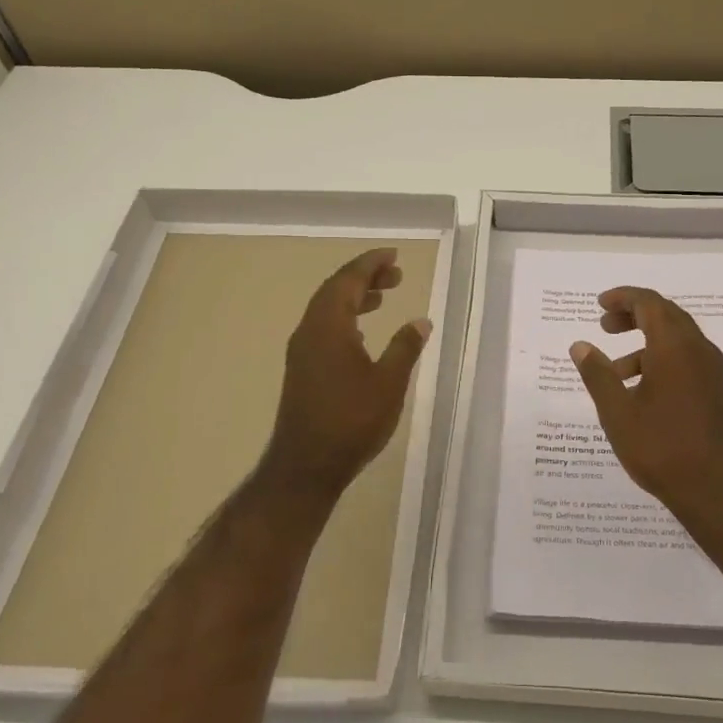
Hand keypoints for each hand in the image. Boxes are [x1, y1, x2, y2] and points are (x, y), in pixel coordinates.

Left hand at [262, 247, 431, 494]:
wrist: (306, 466)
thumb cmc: (351, 421)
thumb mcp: (388, 383)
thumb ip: (405, 348)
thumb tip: (420, 321)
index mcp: (328, 326)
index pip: (348, 280)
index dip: (370, 264)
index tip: (392, 255)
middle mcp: (310, 331)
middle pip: (335, 290)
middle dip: (364, 278)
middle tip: (396, 275)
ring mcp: (302, 351)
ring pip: (327, 310)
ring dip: (354, 298)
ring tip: (383, 296)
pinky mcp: (302, 369)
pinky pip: (324, 328)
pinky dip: (345, 319)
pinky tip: (362, 334)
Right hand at [570, 286, 722, 515]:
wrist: (717, 491)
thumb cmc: (661, 448)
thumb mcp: (617, 412)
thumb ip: (597, 374)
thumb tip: (580, 346)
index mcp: (675, 347)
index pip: (649, 303)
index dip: (623, 298)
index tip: (600, 304)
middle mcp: (699, 350)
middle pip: (666, 315)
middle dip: (634, 315)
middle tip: (605, 325)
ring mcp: (713, 371)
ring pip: (677, 339)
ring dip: (646, 342)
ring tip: (616, 371)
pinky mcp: (718, 390)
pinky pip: (688, 359)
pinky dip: (662, 359)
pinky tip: (642, 391)